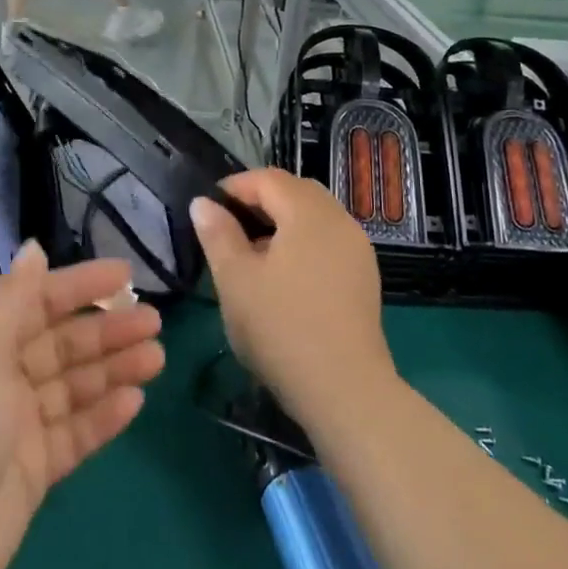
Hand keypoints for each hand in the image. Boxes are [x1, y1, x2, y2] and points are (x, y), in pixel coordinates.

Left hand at [0, 244, 162, 568]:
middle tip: (153, 322)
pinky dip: (103, 417)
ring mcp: (13, 429)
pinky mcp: (31, 473)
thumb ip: (11, 299)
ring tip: (155, 357)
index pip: (34, 302)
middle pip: (60, 345)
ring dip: (113, 370)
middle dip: (105, 330)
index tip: (125, 276)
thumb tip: (33, 248)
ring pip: (73, 387)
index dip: (79, 286)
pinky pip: (74, 434)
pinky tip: (134, 401)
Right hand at [190, 169, 396, 425]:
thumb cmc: (281, 328)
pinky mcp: (364, 277)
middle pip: (297, 192)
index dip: (235, 186)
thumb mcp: (235, 280)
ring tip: (252, 254)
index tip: (208, 209)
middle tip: (228, 228)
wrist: (344, 389)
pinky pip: (329, 241)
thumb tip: (203, 203)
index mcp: (309, 213)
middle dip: (261, 200)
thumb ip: (218, 234)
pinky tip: (284, 276)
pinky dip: (303, 242)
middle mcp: (340, 221)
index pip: (269, 179)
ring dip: (283, 222)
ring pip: (316, 217)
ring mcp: (358, 250)